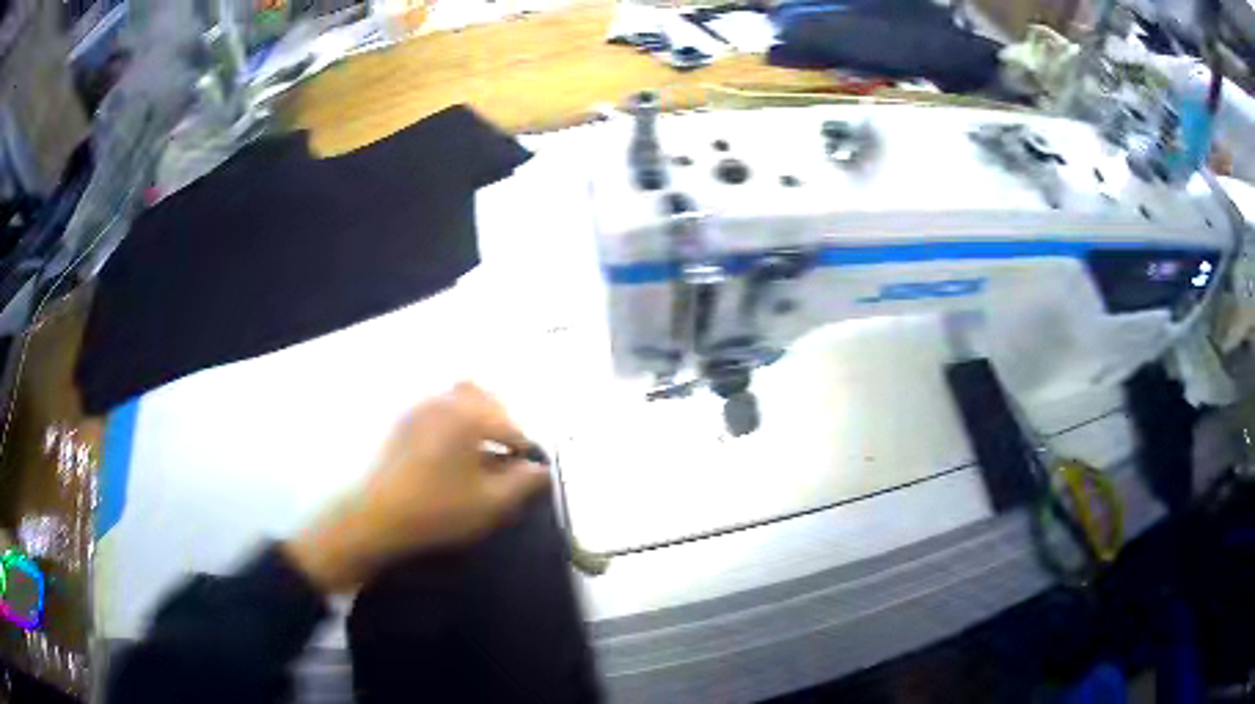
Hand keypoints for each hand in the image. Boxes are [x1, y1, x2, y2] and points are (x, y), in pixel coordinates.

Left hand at [283, 383, 550, 592]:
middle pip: (485, 399)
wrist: (377, 517)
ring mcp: (420, 409)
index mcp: (468, 416)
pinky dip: (455, 421)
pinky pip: (439, 409)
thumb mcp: (489, 503)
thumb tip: (541, 470)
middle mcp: (444, 402)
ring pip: (459, 398)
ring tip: (482, 451)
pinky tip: (454, 453)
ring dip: (478, 417)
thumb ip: (523, 483)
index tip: (527, 472)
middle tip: (507, 455)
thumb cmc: (437, 509)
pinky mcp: (403, 422)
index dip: (523, 449)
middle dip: (502, 423)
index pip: (510, 426)